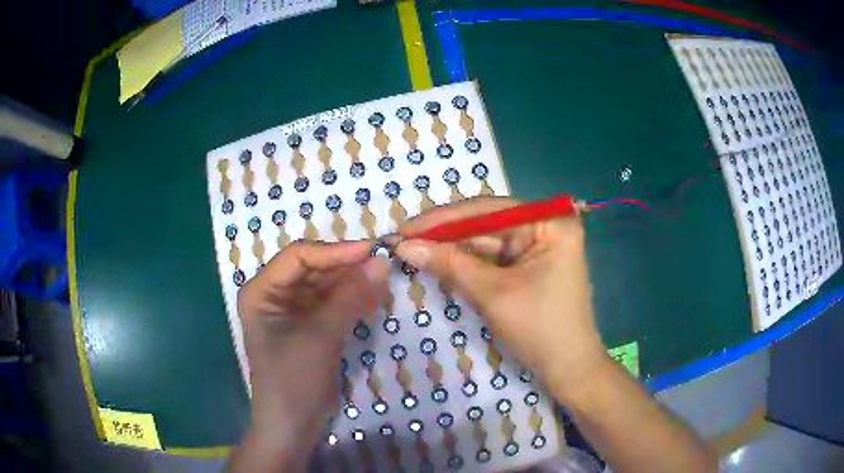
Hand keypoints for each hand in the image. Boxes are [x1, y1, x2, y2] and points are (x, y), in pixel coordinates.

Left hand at [230, 240, 387, 471]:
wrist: (293, 424)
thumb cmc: (294, 378)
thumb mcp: (321, 335)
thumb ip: (350, 297)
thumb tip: (381, 262)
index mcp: (262, 291)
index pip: (298, 257)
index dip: (334, 251)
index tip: (370, 251)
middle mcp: (274, 295)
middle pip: (313, 269)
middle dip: (346, 268)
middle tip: (382, 266)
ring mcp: (292, 312)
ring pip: (325, 286)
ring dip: (352, 283)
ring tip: (382, 281)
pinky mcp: (309, 327)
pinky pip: (332, 304)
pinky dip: (352, 301)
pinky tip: (374, 300)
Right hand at [394, 197, 606, 401]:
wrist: (567, 368)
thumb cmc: (539, 329)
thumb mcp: (493, 294)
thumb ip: (450, 264)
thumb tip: (404, 245)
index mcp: (550, 223)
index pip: (488, 211)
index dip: (443, 219)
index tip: (405, 228)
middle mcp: (545, 226)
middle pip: (486, 224)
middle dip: (445, 235)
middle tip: (403, 239)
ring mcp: (538, 246)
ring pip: (485, 242)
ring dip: (452, 249)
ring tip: (412, 249)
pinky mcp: (529, 265)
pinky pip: (492, 258)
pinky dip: (466, 263)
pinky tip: (438, 261)